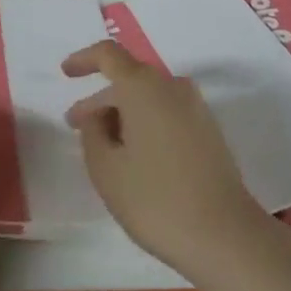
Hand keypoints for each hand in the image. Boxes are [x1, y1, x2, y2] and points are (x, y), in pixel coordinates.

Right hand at [62, 42, 272, 281]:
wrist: (225, 235)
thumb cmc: (156, 200)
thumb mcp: (107, 170)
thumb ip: (93, 133)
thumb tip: (99, 116)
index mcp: (143, 87)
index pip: (109, 55)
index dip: (84, 59)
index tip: (66, 73)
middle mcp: (172, 86)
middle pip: (130, 79)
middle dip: (101, 99)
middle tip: (77, 126)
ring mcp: (196, 107)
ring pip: (149, 97)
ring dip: (124, 113)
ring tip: (104, 146)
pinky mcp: (209, 130)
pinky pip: (168, 112)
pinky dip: (146, 123)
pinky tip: (135, 155)